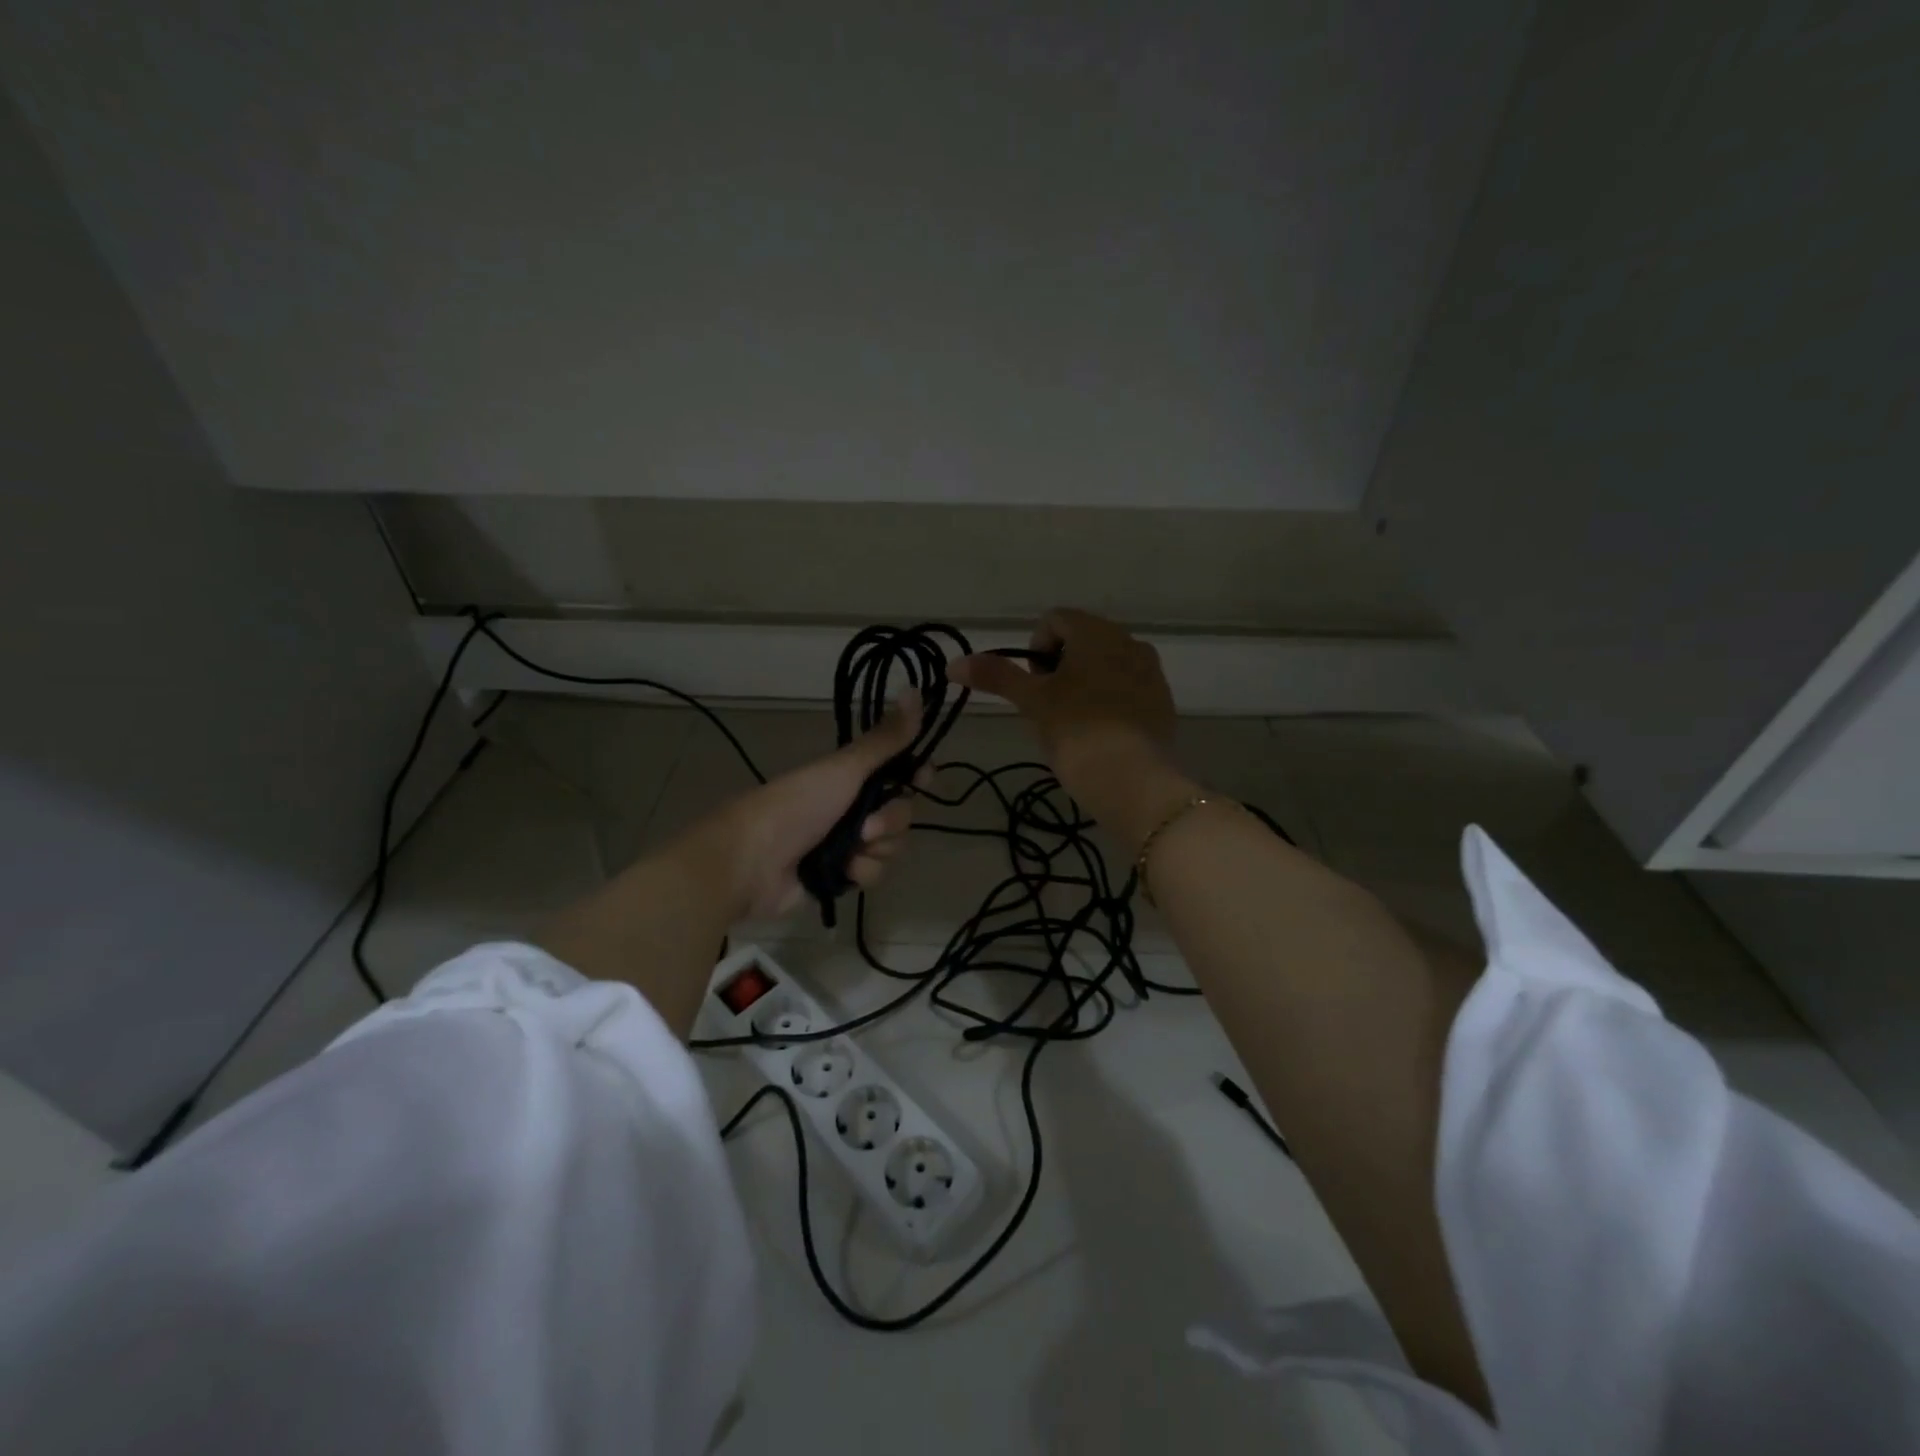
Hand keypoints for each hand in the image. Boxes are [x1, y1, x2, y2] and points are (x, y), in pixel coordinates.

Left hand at [704, 691, 927, 917]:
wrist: (752, 861)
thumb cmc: (798, 805)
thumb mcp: (844, 768)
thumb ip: (885, 739)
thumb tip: (916, 689)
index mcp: (851, 776)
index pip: (899, 771)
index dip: (916, 774)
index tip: (924, 777)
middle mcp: (852, 806)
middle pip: (901, 812)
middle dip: (890, 821)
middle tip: (866, 826)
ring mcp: (847, 843)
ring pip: (891, 846)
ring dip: (876, 849)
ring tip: (851, 851)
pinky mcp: (841, 875)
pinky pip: (874, 873)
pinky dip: (861, 872)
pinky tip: (842, 871)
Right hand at [950, 610, 1190, 848]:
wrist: (1131, 780)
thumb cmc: (1075, 731)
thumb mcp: (1032, 702)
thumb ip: (996, 676)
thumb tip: (953, 664)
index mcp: (1096, 632)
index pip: (1055, 620)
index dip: (1034, 649)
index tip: (1033, 685)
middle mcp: (1129, 641)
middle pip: (1082, 641)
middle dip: (1060, 667)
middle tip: (1049, 706)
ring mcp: (1151, 672)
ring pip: (1107, 665)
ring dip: (1085, 683)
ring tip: (1074, 722)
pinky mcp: (1163, 702)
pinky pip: (1128, 689)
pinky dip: (1110, 701)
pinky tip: (1101, 733)